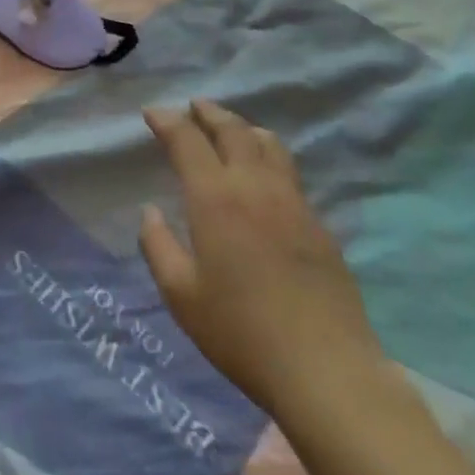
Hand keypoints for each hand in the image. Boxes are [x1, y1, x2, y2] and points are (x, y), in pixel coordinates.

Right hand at [139, 100, 383, 413]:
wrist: (324, 368)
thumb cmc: (240, 331)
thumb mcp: (181, 295)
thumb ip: (158, 246)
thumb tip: (150, 211)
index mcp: (214, 198)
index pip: (187, 140)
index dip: (167, 120)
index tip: (153, 113)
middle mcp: (254, 186)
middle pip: (232, 130)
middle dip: (208, 113)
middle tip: (192, 106)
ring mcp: (292, 201)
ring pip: (268, 144)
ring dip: (242, 127)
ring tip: (230, 128)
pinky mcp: (318, 222)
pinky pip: (288, 170)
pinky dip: (268, 154)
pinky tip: (264, 172)